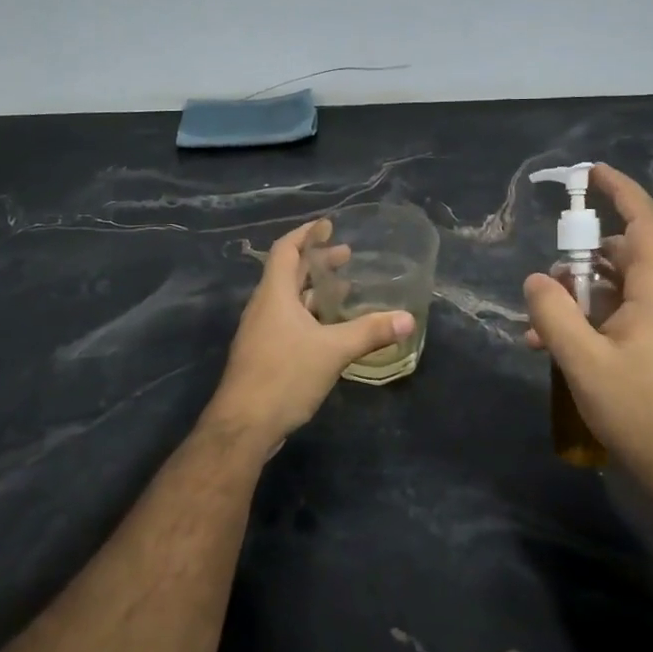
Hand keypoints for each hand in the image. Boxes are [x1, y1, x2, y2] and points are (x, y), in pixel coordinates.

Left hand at [205, 220, 414, 451]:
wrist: (243, 426)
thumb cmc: (284, 376)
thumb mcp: (333, 351)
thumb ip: (370, 332)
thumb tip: (408, 318)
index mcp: (274, 295)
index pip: (286, 250)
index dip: (305, 234)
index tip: (327, 225)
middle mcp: (264, 308)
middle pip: (289, 273)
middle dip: (317, 262)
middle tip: (347, 256)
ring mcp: (261, 332)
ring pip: (288, 300)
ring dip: (314, 291)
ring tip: (345, 289)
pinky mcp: (264, 355)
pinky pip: (288, 322)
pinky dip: (310, 315)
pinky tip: (331, 330)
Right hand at [523, 164, 652, 500]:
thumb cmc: (639, 410)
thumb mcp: (583, 361)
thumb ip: (553, 314)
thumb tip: (536, 279)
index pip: (643, 222)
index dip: (619, 190)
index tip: (591, 173)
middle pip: (620, 256)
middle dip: (577, 263)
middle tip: (543, 289)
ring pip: (614, 290)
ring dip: (575, 300)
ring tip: (537, 330)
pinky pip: (618, 316)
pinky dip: (587, 321)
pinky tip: (553, 349)